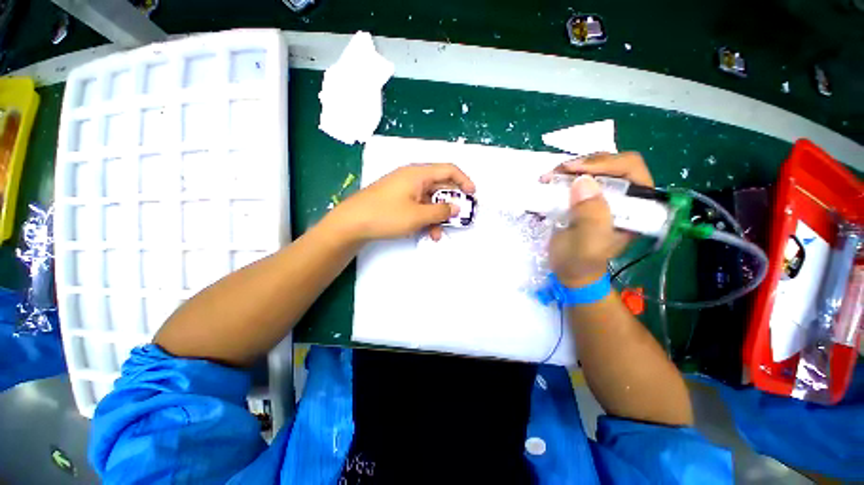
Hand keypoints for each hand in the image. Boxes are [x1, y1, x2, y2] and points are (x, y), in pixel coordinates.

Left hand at [329, 163, 475, 241]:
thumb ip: (440, 211)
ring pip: (429, 200)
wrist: (352, 223)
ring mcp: (404, 190)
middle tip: (460, 217)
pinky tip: (426, 232)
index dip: (464, 180)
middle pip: (440, 186)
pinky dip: (425, 218)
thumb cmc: (386, 215)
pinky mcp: (398, 200)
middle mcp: (412, 178)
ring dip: (437, 215)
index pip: (448, 169)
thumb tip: (457, 207)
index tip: (473, 195)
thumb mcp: (418, 215)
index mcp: (418, 174)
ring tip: (438, 233)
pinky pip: (418, 206)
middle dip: (451, 203)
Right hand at [541, 152, 653, 286]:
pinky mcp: (588, 199)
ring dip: (571, 169)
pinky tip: (550, 181)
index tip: (574, 170)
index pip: (632, 170)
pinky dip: (564, 177)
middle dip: (584, 164)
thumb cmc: (580, 262)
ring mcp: (606, 197)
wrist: (570, 272)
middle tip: (558, 172)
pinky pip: (579, 178)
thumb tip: (583, 181)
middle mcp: (625, 197)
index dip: (605, 164)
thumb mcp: (587, 243)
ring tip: (550, 177)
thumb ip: (590, 215)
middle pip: (612, 164)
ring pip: (594, 169)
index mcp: (636, 208)